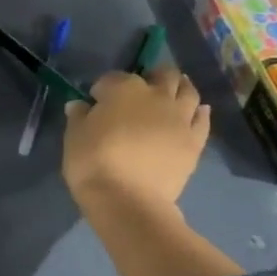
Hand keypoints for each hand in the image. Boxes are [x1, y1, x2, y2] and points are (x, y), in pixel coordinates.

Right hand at [62, 65, 209, 222]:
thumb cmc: (93, 162)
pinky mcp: (194, 141)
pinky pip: (202, 120)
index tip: (95, 101)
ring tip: (173, 92)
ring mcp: (180, 118)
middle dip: (151, 77)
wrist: (127, 200)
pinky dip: (199, 112)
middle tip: (140, 90)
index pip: (112, 78)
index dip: (102, 88)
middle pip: (162, 75)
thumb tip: (79, 105)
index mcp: (123, 89)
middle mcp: (157, 96)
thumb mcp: (74, 136)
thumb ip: (78, 116)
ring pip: (188, 91)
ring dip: (180, 87)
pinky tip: (197, 111)